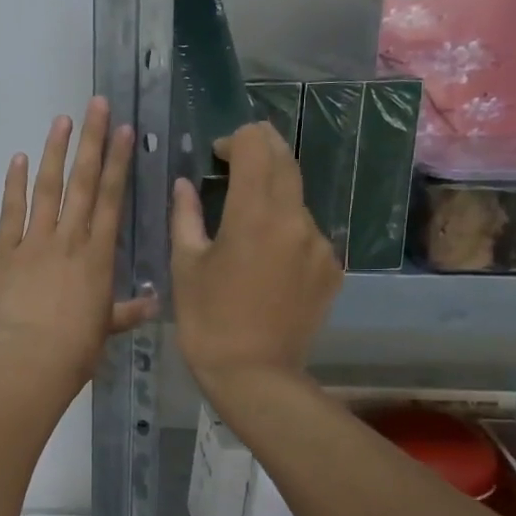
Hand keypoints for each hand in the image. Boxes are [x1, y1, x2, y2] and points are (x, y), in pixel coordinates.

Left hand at [0, 98, 157, 391]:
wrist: (32, 359)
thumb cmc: (76, 348)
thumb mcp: (106, 328)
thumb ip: (127, 310)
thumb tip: (154, 303)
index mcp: (99, 254)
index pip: (112, 198)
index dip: (119, 162)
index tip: (124, 131)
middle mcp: (70, 238)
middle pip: (84, 182)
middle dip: (92, 141)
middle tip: (97, 104)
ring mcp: (35, 241)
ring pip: (48, 187)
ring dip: (55, 151)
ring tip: (62, 119)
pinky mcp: (4, 251)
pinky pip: (11, 211)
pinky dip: (13, 184)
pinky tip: (17, 158)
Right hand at [171, 123, 340, 394]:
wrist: (255, 375)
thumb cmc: (207, 320)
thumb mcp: (186, 265)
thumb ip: (186, 215)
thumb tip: (184, 185)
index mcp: (254, 214)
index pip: (256, 146)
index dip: (237, 139)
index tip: (218, 155)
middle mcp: (295, 219)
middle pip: (285, 161)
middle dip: (260, 150)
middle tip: (236, 160)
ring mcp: (319, 245)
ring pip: (297, 198)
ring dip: (273, 192)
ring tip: (247, 218)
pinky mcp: (331, 268)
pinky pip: (307, 232)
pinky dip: (287, 228)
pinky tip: (267, 256)